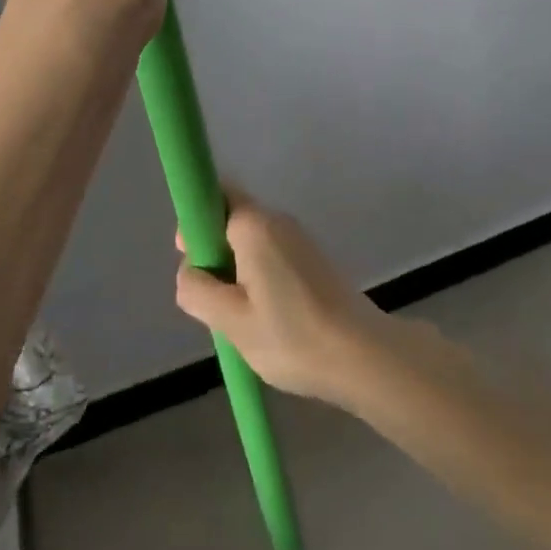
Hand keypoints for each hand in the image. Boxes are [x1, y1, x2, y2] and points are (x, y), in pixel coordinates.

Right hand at [175, 191, 394, 408]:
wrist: (362, 355)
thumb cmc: (292, 336)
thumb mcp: (232, 322)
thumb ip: (199, 291)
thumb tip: (187, 272)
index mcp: (254, 225)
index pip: (216, 194)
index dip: (196, 221)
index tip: (193, 259)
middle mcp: (277, 219)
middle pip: (232, 218)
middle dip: (214, 250)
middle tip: (213, 297)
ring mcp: (298, 237)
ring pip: (252, 240)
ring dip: (236, 267)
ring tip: (238, 315)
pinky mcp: (313, 258)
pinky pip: (271, 253)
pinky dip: (258, 275)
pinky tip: (265, 316)